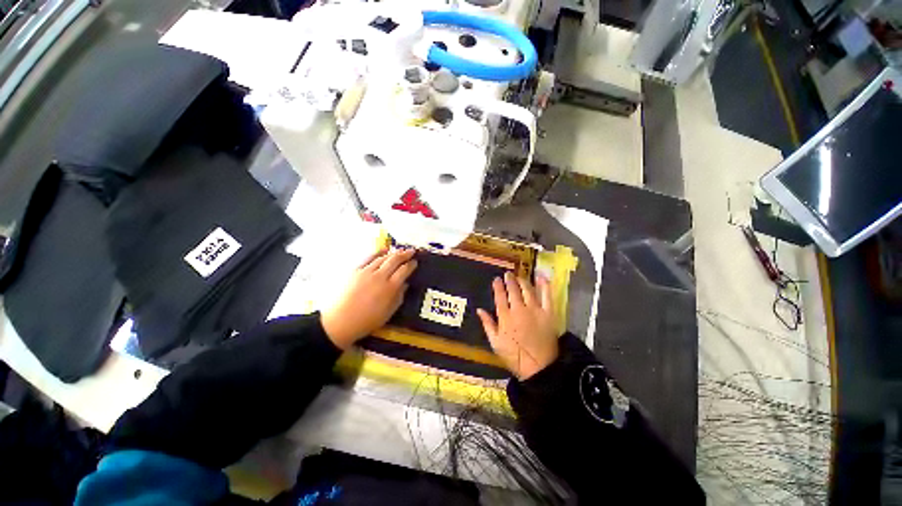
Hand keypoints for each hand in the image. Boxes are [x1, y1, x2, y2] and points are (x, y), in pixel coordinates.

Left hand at [321, 248, 417, 349]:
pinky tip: (383, 250)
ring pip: (383, 258)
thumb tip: (405, 284)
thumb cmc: (367, 321)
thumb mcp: (388, 313)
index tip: (415, 262)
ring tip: (400, 251)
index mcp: (390, 288)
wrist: (340, 322)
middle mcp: (380, 276)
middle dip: (405, 254)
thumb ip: (399, 297)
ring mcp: (366, 272)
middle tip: (411, 251)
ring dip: (393, 253)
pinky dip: (378, 253)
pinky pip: (369, 258)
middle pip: (395, 260)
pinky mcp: (355, 270)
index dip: (411, 265)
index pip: (404, 271)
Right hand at [477, 272, 558, 380]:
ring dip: (522, 281)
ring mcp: (534, 310)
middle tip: (508, 274)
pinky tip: (541, 277)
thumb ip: (487, 324)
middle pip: (513, 290)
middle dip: (509, 280)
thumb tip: (479, 310)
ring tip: (519, 276)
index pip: (500, 296)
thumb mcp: (495, 343)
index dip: (497, 286)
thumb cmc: (514, 356)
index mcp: (505, 317)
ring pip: (527, 290)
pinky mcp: (548, 313)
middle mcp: (519, 309)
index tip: (496, 279)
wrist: (539, 367)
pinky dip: (544, 285)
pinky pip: (546, 296)